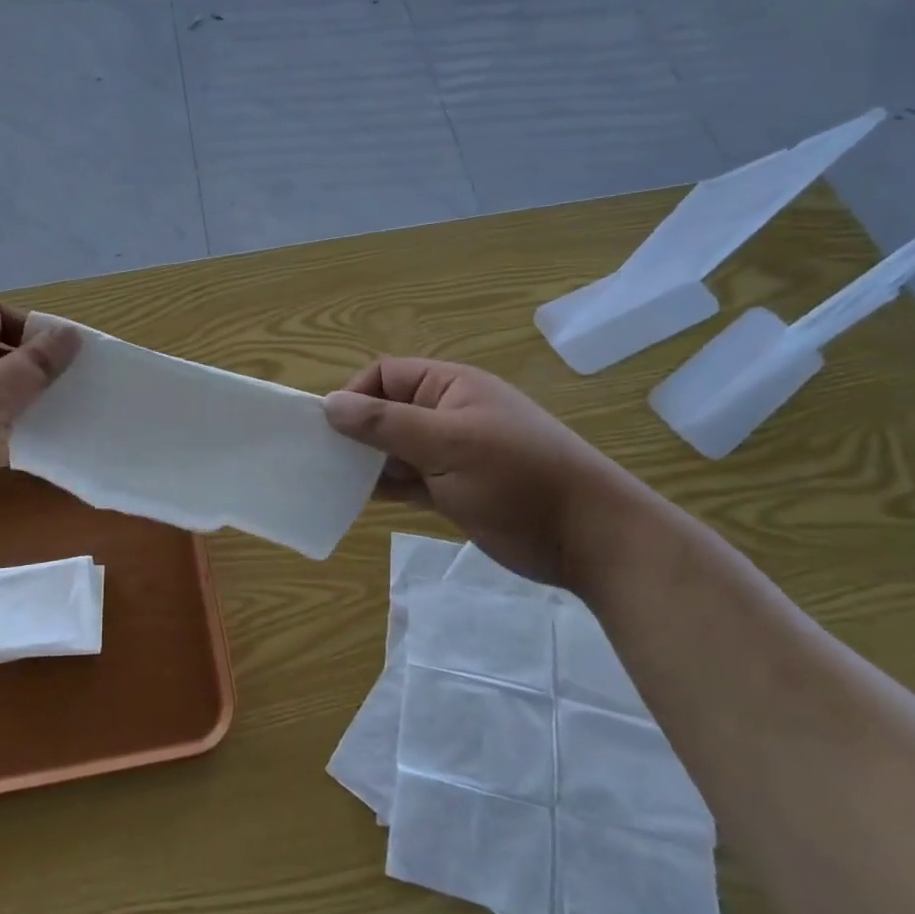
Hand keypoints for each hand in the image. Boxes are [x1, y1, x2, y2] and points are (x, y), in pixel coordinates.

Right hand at [323, 358, 658, 588]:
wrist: (589, 538)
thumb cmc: (517, 478)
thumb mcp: (447, 445)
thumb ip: (385, 423)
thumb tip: (329, 404)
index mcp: (450, 387)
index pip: (386, 375)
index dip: (355, 395)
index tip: (331, 430)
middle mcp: (448, 413)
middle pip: (387, 410)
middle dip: (356, 432)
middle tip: (325, 460)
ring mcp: (453, 454)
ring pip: (395, 448)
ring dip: (368, 462)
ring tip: (334, 482)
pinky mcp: (456, 489)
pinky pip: (409, 479)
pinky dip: (386, 486)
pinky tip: (358, 499)